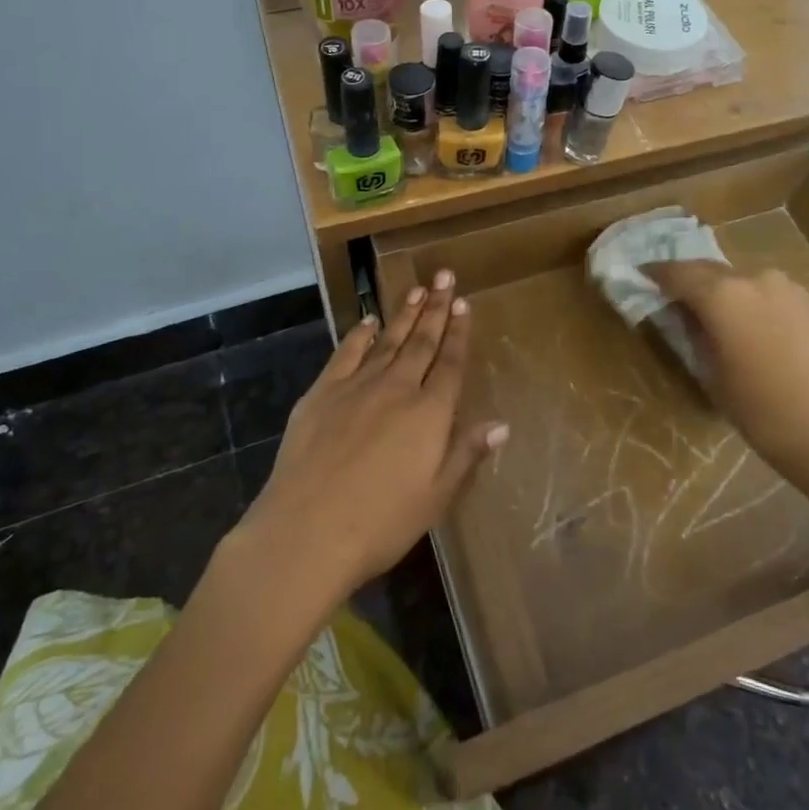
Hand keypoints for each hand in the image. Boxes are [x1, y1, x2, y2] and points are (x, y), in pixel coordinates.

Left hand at [238, 271, 504, 603]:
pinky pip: (346, 354)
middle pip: (422, 341)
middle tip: (445, 277)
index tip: (464, 304)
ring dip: (404, 314)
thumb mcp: (436, 497)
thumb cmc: (381, 523)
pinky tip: (368, 322)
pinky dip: (359, 335)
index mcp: (429, 413)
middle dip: (436, 308)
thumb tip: (501, 424)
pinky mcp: (322, 393)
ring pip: (388, 340)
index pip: (450, 363)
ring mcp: (356, 387)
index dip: (459, 332)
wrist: (306, 532)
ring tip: (418, 289)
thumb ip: (467, 454)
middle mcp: (397, 388)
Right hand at [645, 263, 808, 484]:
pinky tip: (741, 322)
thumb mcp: (712, 374)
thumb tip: (684, 315)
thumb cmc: (761, 411)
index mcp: (722, 294)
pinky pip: (762, 291)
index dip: (654, 274)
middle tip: (668, 295)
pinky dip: (744, 299)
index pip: (677, 273)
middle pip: (708, 270)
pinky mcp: (806, 301)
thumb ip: (694, 334)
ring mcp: (784, 286)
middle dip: (686, 279)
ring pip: (737, 279)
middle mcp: (752, 278)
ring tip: (706, 312)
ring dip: (718, 289)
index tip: (639, 276)